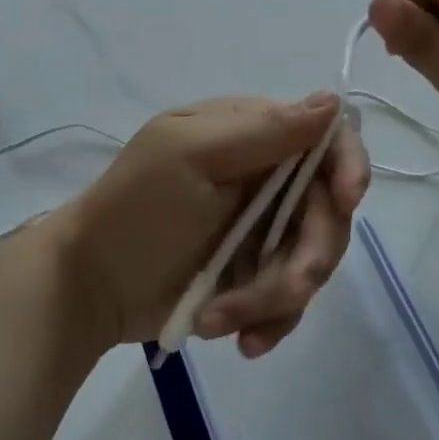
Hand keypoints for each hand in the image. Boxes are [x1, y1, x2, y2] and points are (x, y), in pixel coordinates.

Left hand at [57, 95, 370, 356]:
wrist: (91, 284)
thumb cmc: (137, 207)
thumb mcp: (192, 155)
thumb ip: (264, 130)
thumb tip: (333, 99)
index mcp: (254, 135)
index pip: (327, 137)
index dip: (347, 166)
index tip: (344, 201)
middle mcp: (268, 178)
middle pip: (329, 211)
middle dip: (309, 255)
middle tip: (286, 288)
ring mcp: (264, 229)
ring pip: (312, 260)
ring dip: (276, 297)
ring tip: (222, 319)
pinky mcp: (256, 276)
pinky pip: (289, 299)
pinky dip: (268, 320)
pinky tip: (240, 340)